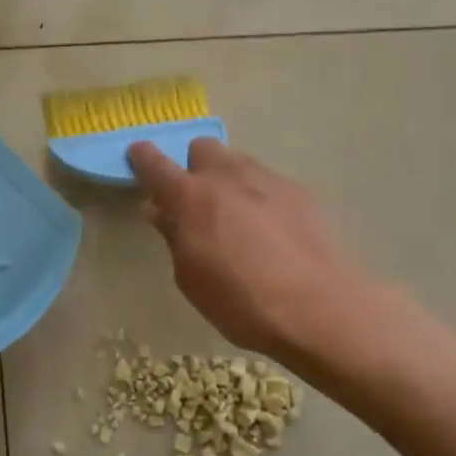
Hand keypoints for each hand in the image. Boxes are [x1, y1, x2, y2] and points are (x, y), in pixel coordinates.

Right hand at [128, 139, 381, 366]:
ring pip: (236, 161)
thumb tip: (158, 210)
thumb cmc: (241, 302)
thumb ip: (173, 237)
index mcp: (191, 197)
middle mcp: (226, 176)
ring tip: (235, 215)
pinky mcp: (297, 191)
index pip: (155, 163)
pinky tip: (269, 229)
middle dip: (193, 167)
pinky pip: (266, 181)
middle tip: (197, 201)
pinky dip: (258, 195)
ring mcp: (266, 179)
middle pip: (202, 149)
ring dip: (227, 178)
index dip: (142, 157)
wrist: (318, 307)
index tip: (137, 156)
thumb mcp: (191, 278)